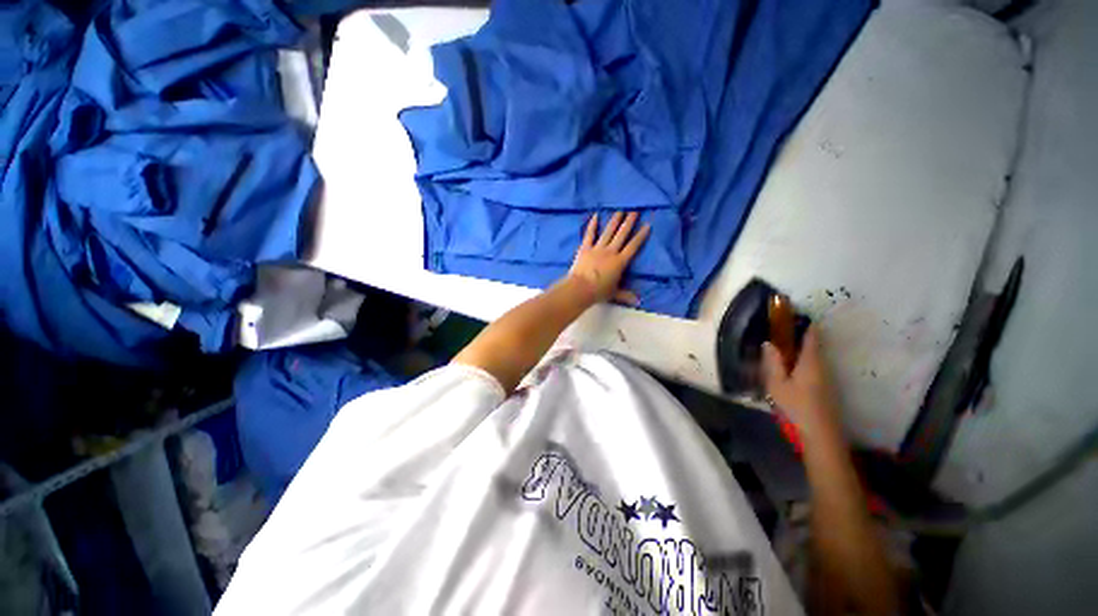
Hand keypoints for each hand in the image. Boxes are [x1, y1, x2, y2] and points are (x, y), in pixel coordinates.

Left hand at [568, 211, 650, 304]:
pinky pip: (590, 234)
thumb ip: (626, 295)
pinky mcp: (585, 248)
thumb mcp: (614, 293)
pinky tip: (595, 216)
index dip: (641, 236)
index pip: (633, 246)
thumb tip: (638, 302)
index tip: (647, 225)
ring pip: (608, 232)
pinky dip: (592, 225)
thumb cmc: (599, 292)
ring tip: (620, 211)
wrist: (580, 288)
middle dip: (629, 222)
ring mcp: (597, 248)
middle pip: (622, 234)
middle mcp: (611, 252)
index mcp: (620, 262)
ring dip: (614, 221)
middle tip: (635, 211)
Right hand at [762, 325, 842, 444]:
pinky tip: (793, 372)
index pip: (812, 336)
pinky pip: (815, 368)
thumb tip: (768, 343)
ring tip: (784, 350)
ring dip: (802, 351)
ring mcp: (828, 379)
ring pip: (815, 358)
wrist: (822, 436)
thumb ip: (773, 363)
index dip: (805, 324)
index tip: (795, 315)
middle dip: (801, 337)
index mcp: (811, 362)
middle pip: (814, 346)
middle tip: (782, 332)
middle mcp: (823, 366)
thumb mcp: (777, 384)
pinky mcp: (827, 390)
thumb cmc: (797, 407)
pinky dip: (805, 363)